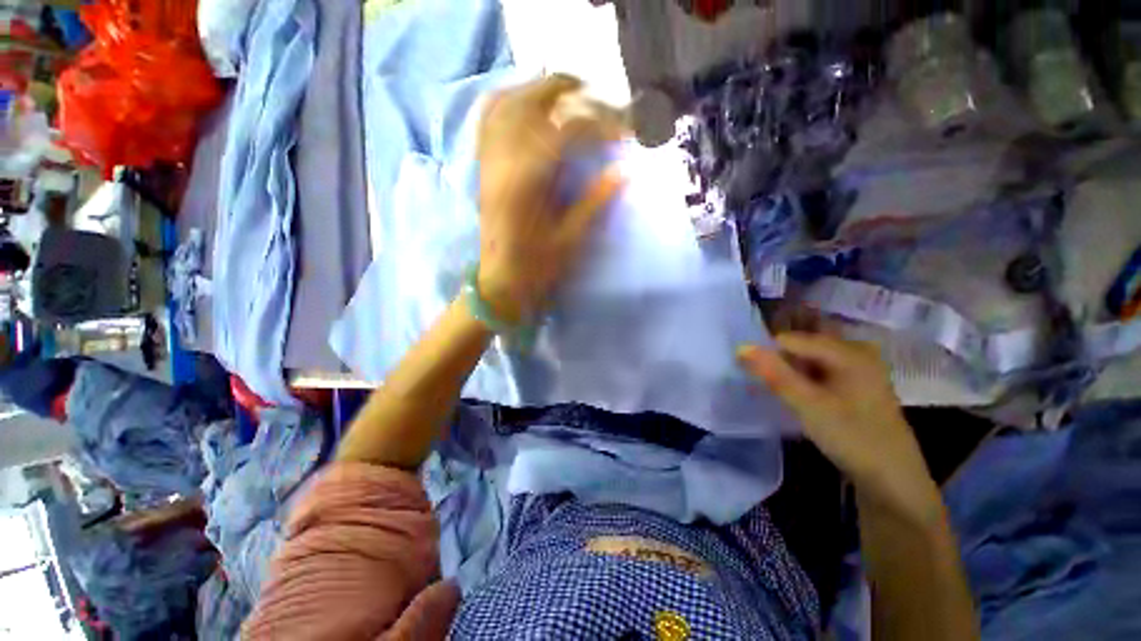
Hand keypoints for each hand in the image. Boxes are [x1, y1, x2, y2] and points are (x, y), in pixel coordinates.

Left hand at [476, 75, 623, 323]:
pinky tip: (523, 105)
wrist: (500, 284)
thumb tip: (624, 172)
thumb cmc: (536, 269)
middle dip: (564, 89)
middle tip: (594, 93)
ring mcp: (488, 164)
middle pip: (529, 103)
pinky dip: (506, 103)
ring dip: (535, 90)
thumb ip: (595, 202)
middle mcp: (502, 163)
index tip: (624, 130)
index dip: (599, 124)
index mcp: (527, 183)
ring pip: (504, 105)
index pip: (565, 132)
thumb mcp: (570, 240)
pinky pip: (487, 123)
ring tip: (562, 92)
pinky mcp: (483, 170)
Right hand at [738, 333, 941, 520]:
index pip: (790, 339)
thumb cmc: (853, 438)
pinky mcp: (857, 384)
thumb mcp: (808, 405)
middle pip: (801, 347)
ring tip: (782, 394)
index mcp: (849, 351)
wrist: (893, 480)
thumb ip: (774, 374)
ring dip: (790, 373)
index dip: (768, 355)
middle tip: (768, 387)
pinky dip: (804, 381)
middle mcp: (856, 352)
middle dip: (779, 363)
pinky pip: (820, 371)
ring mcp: (859, 368)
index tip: (755, 377)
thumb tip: (741, 347)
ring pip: (809, 360)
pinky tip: (800, 398)